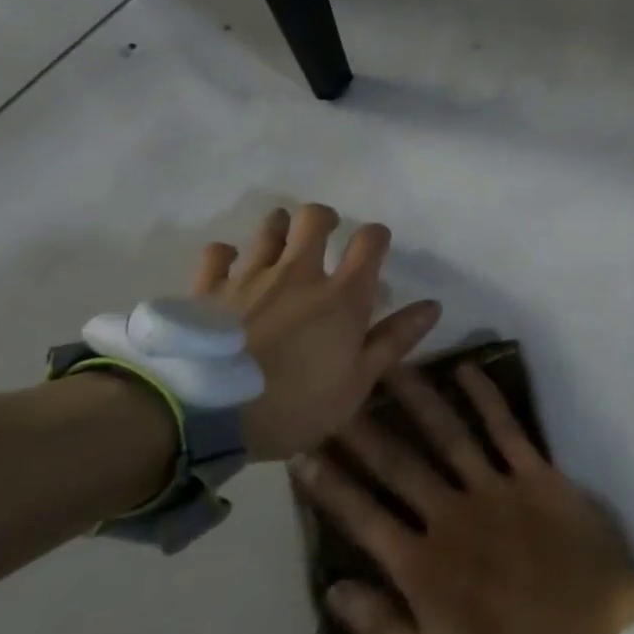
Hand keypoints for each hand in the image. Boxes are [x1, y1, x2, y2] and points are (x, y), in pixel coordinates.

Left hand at [191, 204, 440, 459]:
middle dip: (324, 218)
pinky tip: (230, 266)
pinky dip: (227, 255)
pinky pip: (218, 254)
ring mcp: (250, 277)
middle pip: (314, 219)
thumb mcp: (355, 383)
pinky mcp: (208, 289)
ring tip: (282, 243)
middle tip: (326, 233)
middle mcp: (299, 273)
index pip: (369, 242)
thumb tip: (433, 305)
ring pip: (269, 229)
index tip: (376, 246)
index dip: (376, 236)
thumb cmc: (293, 404)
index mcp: (342, 296)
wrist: (201, 414)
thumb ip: (393, 340)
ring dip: (279, 228)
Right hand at [291, 364, 633, 633]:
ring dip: (419, 398)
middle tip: (337, 390)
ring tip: (391, 366)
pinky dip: (486, 397)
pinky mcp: (538, 475)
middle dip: (364, 428)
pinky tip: (467, 369)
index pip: (364, 516)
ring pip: (449, 434)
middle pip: (400, 464)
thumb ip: (383, 629)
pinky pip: (507, 428)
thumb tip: (334, 590)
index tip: (301, 453)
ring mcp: (498, 489)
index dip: (330, 485)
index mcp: (423, 566)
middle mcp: (453, 516)